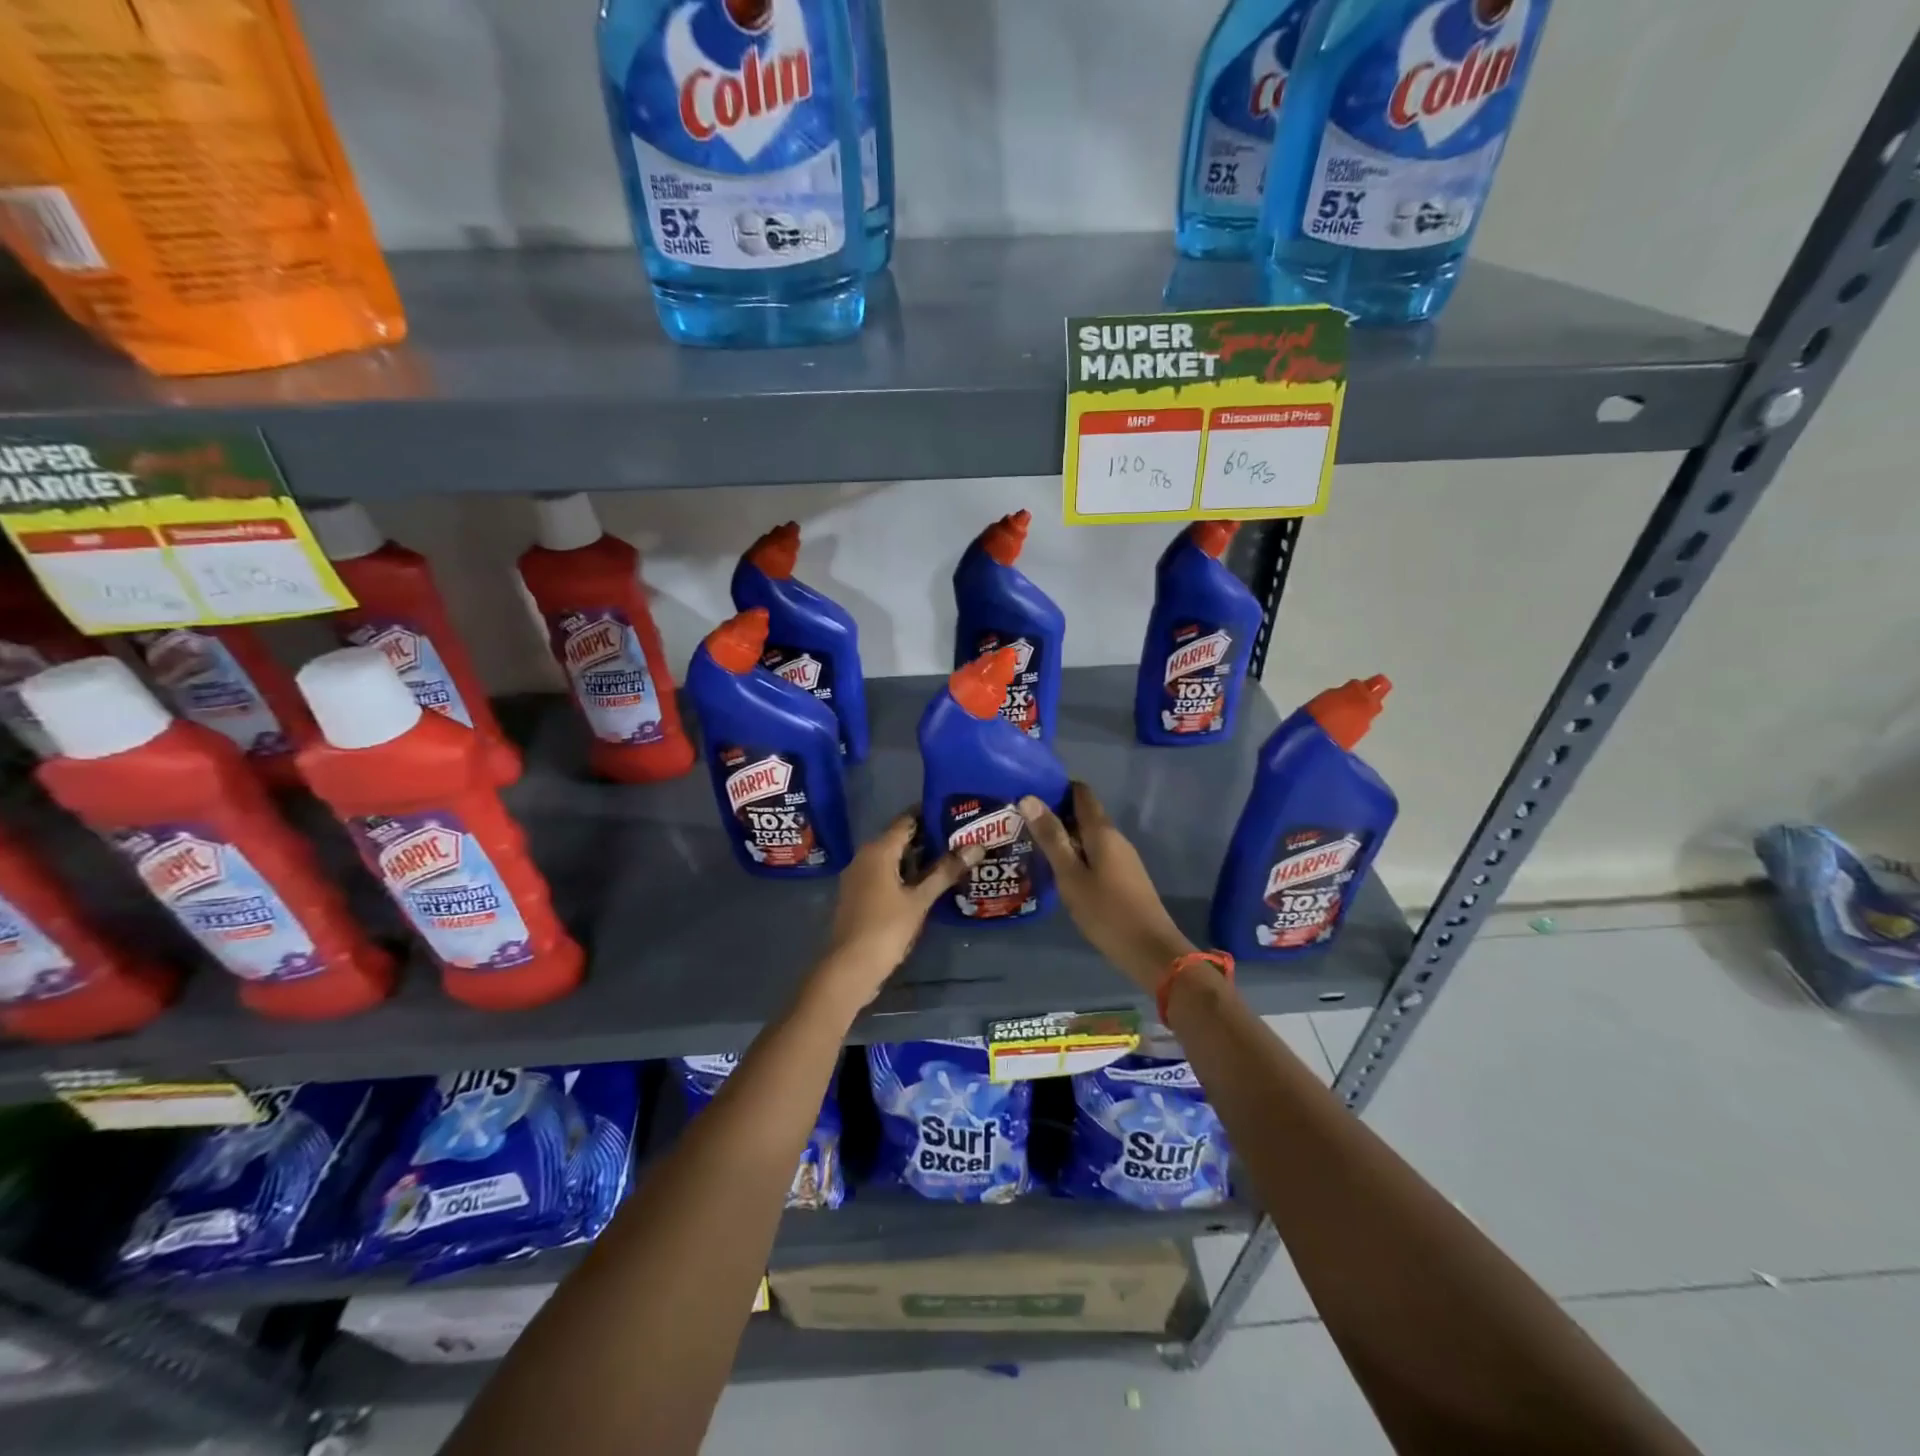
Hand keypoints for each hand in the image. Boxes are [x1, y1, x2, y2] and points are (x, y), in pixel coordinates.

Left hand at [811, 813, 980, 1012]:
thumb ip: (946, 871)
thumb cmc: (885, 929)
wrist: (849, 968)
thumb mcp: (920, 900)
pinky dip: (906, 875)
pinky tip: (928, 884)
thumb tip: (977, 846)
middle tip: (962, 838)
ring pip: (893, 858)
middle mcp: (865, 856)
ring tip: (952, 859)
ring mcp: (859, 876)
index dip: (931, 815)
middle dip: (929, 838)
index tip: (957, 814)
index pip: (907, 820)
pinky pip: (885, 874)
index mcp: (878, 850)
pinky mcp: (860, 895)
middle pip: (900, 838)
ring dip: (919, 859)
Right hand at [1020, 782, 1196, 992]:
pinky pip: (1095, 853)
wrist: (1150, 950)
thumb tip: (1029, 798)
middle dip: (1056, 813)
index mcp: (1102, 831)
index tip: (1029, 791)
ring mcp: (1122, 858)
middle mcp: (1115, 837)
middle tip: (1021, 821)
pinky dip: (1075, 853)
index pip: (1081, 792)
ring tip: (1032, 844)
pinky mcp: (1123, 877)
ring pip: (1089, 836)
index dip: (1057, 787)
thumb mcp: (1071, 875)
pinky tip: (1058, 869)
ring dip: (1064, 836)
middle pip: (1084, 813)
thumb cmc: (1106, 911)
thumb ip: (1051, 838)